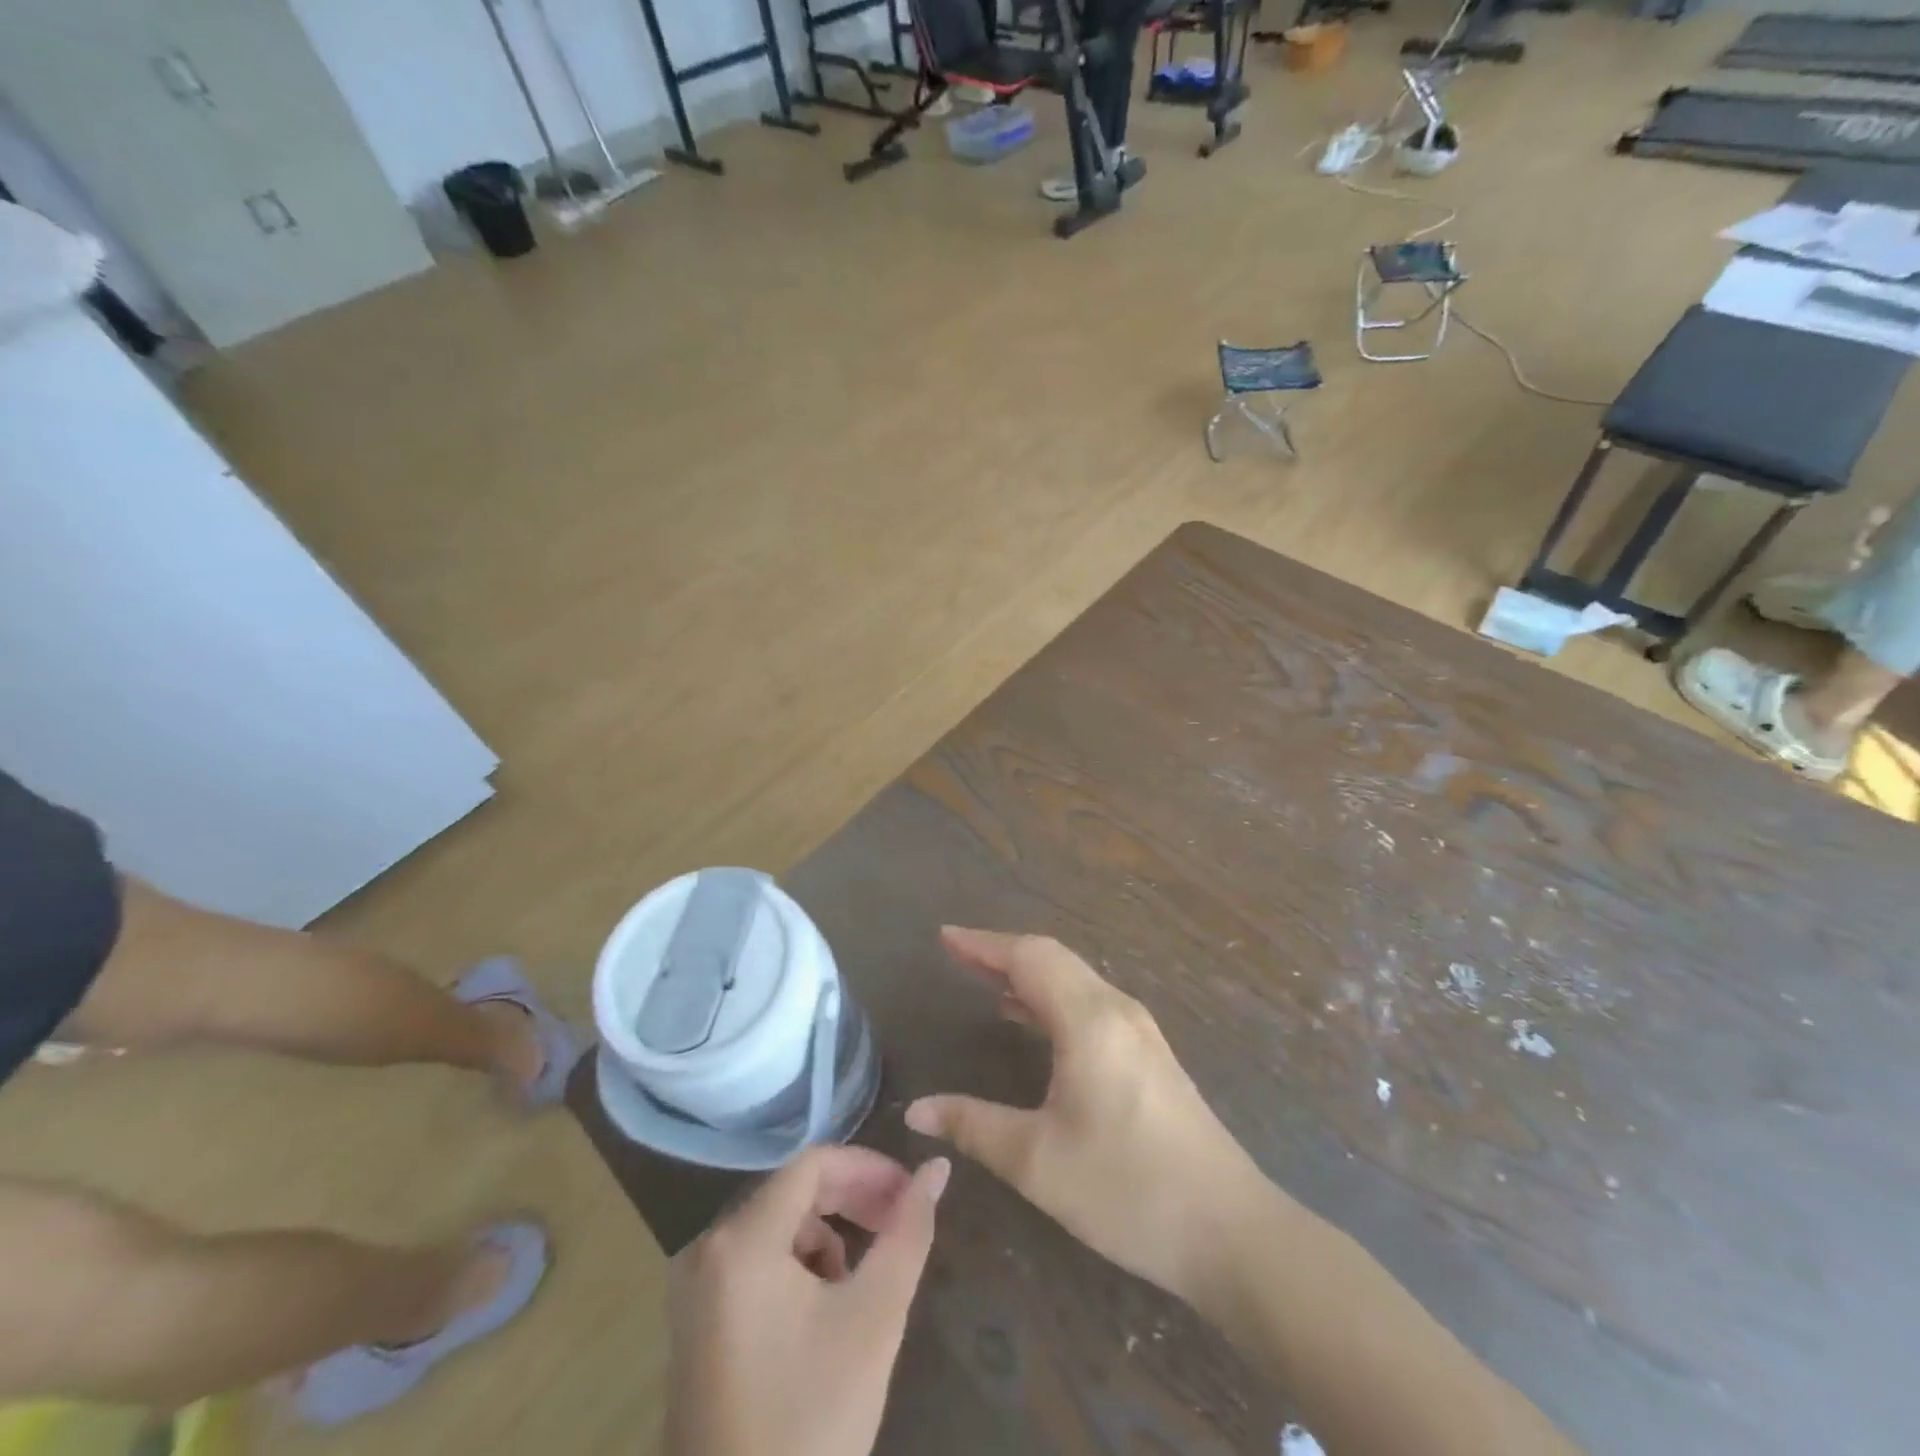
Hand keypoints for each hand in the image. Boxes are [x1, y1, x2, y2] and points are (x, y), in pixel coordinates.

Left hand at [665, 1146, 949, 1455]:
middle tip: (898, 1222)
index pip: (813, 1164)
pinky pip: (753, 1261)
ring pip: (776, 1226)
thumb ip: (909, 1232)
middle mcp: (705, 1249)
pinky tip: (820, 1313)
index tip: (909, 1193)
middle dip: (852, 1199)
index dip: (868, 1168)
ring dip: (826, 1236)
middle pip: (792, 1191)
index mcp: (740, 1241)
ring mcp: (692, 1288)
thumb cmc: (812, 1422)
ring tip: (859, 1284)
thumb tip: (937, 1167)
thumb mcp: (874, 1318)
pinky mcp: (693, 1323)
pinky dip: (795, 1267)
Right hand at [905, 927, 1269, 1306]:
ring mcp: (1139, 1031)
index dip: (983, 944)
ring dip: (1028, 974)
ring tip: (985, 982)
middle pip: (1052, 959)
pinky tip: (1032, 1022)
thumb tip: (916, 1111)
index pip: (1028, 957)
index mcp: (1089, 1020)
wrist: (1230, 1231)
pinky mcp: (1149, 1054)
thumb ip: (973, 1126)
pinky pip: (1089, 1004)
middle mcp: (1117, 1010)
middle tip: (957, 956)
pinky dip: (1052, 998)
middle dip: (1001, 953)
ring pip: (1074, 980)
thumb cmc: (1128, 1190)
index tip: (944, 938)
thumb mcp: (1038, 1162)